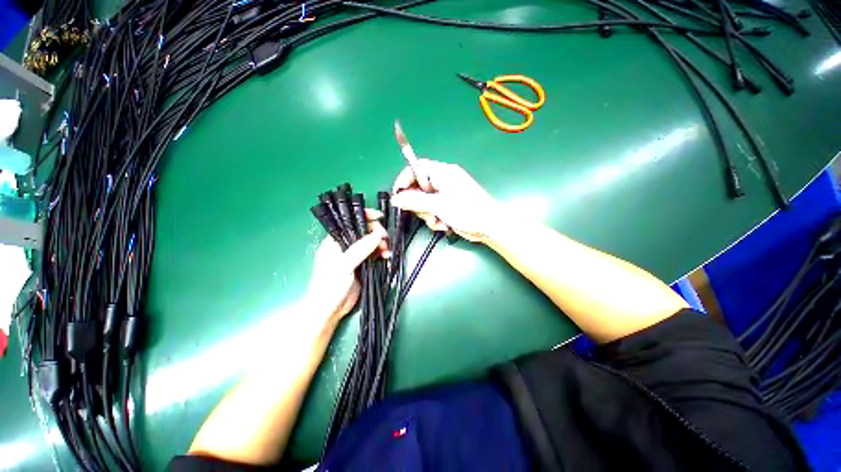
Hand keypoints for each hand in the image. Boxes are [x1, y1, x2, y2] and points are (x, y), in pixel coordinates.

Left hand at [306, 210, 387, 325]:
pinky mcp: (363, 264)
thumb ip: (360, 249)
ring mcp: (355, 255)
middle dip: (376, 232)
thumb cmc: (329, 286)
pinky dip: (382, 253)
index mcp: (335, 240)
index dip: (365, 216)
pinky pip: (375, 253)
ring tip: (387, 251)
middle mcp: (345, 244)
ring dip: (381, 243)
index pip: (350, 221)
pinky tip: (387, 256)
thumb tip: (378, 234)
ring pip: (371, 242)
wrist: (330, 310)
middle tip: (385, 240)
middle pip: (364, 230)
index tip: (380, 217)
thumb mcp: (343, 265)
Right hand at [391, 159, 498, 242]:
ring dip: (427, 214)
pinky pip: (432, 210)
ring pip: (424, 202)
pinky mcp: (447, 206)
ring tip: (438, 220)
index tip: (398, 195)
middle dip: (419, 203)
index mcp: (443, 172)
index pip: (417, 168)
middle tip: (426, 213)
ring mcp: (445, 194)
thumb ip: (415, 201)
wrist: (488, 227)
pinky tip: (443, 224)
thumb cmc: (467, 211)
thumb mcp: (439, 205)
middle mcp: (443, 181)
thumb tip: (395, 199)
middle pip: (418, 187)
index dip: (404, 180)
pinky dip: (434, 218)